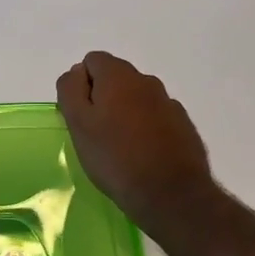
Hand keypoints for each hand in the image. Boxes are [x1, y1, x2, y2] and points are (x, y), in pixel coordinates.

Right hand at [57, 52, 216, 239]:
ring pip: (136, 99)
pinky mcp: (183, 126)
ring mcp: (169, 103)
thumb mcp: (79, 124)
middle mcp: (147, 81)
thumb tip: (76, 72)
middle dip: (102, 98)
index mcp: (119, 76)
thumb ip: (71, 90)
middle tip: (95, 134)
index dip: (80, 85)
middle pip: (115, 78)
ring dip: (124, 113)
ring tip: (119, 148)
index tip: (79, 115)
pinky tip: (142, 155)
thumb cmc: (115, 158)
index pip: (92, 61)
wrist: (170, 194)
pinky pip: (156, 118)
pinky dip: (145, 128)